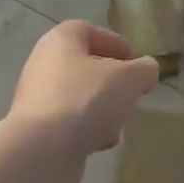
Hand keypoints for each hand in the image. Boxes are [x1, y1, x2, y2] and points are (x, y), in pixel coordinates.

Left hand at [7, 22, 158, 182]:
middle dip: (112, 83)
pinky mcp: (38, 129)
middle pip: (86, 67)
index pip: (90, 31)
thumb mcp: (128, 79)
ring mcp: (38, 98)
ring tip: (118, 123)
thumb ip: (143, 70)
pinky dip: (87, 131)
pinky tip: (100, 144)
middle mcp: (44, 64)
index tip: (136, 66)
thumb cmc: (85, 100)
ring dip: (102, 110)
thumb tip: (145, 70)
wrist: (42, 151)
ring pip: (80, 98)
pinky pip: (70, 124)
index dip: (116, 45)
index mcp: (61, 40)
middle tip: (131, 96)